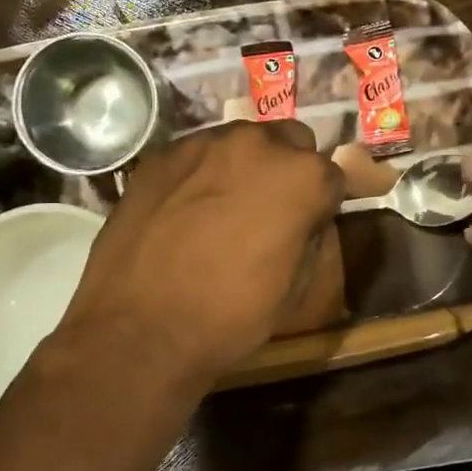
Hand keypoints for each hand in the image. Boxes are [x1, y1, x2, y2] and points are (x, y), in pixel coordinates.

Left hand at [55, 120, 343, 391]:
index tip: (308, 225)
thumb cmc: (231, 316)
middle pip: (289, 141)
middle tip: (269, 210)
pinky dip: (199, 174)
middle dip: (287, 169)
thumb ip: (310, 237)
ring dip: (243, 166)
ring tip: (222, 208)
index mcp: (302, 177)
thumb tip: (303, 220)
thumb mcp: (296, 288)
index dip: (322, 203)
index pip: (332, 176)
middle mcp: (258, 144)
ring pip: (240, 141)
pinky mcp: (161, 154)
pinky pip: (195, 155)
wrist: (140, 329)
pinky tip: (183, 210)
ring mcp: (204, 143)